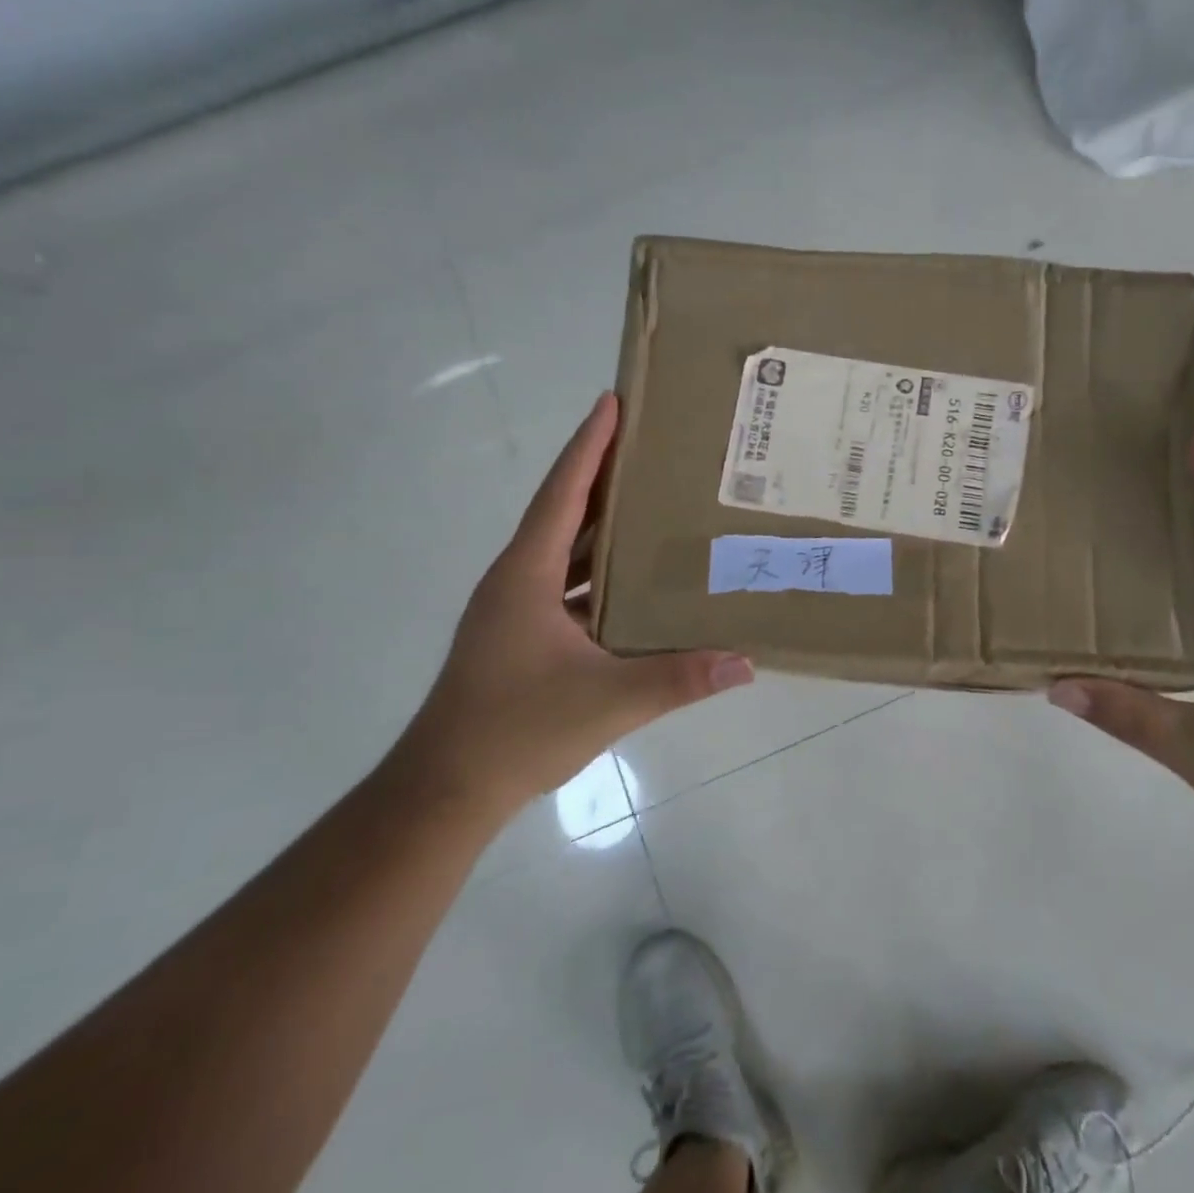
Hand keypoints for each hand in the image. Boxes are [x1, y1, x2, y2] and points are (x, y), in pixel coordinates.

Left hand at [399, 393, 752, 809]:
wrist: (448, 788)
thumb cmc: (516, 729)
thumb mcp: (608, 701)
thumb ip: (679, 679)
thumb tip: (745, 662)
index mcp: (525, 577)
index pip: (562, 495)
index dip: (587, 447)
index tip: (611, 403)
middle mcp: (517, 582)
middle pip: (564, 513)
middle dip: (602, 476)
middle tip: (649, 446)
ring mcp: (517, 611)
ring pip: (565, 553)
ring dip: (601, 527)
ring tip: (651, 504)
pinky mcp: (523, 638)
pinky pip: (568, 588)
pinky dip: (599, 575)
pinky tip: (636, 583)